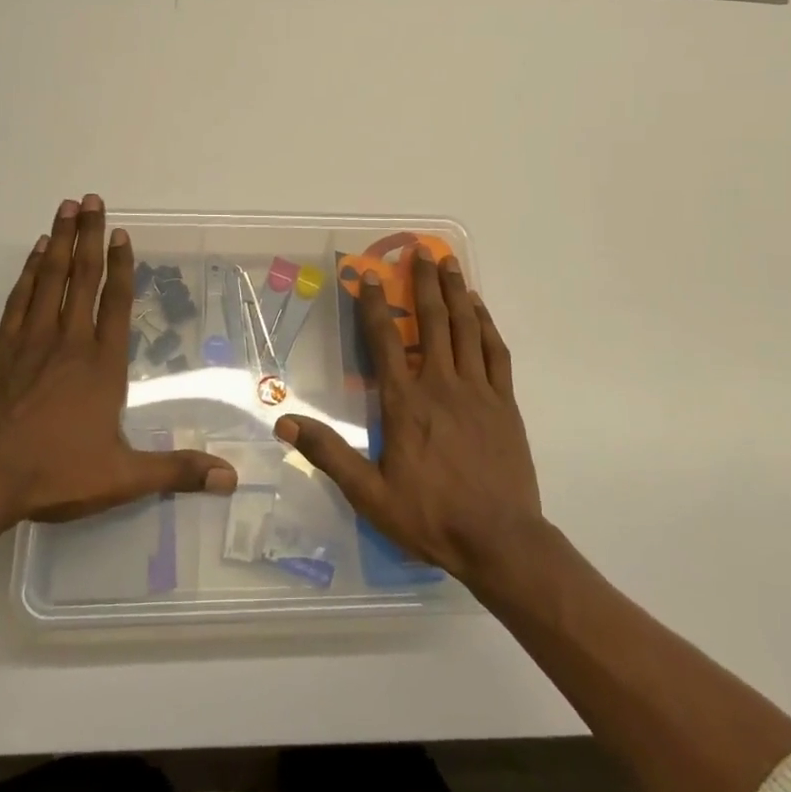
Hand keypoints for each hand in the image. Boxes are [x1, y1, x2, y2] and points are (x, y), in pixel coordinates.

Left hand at [0, 195, 236, 529]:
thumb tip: (230, 478)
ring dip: (60, 241)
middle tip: (93, 199)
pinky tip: (37, 253)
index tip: (122, 233)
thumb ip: (176, 471)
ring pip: (49, 279)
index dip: (121, 266)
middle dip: (90, 236)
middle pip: (82, 278)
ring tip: (67, 208)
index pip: (114, 303)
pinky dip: (29, 271)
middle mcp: (68, 342)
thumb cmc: (54, 474)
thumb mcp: (122, 478)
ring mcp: (30, 341)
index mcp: (101, 365)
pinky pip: (19, 298)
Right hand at [275, 248, 543, 588]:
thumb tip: (285, 421)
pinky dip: (485, 325)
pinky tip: (479, 308)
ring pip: (464, 328)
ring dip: (455, 292)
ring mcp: (477, 390)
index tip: (370, 276)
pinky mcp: (505, 402)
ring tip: (449, 263)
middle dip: (422, 283)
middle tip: (419, 250)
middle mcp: (441, 385)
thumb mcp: (369, 494)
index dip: (375, 305)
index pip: (385, 341)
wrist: (500, 541)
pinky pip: (495, 352)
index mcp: (405, 403)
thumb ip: (329, 454)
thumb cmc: (430, 517)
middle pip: (430, 322)